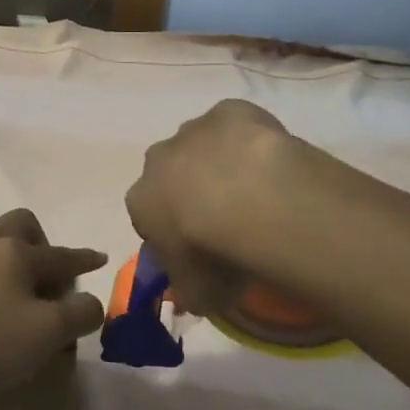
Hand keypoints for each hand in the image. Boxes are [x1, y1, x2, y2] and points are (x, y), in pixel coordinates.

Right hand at [124, 99, 303, 316]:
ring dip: (220, 163)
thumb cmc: (212, 253)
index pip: (148, 217)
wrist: (249, 200)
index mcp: (139, 200)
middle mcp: (157, 160)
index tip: (199, 250)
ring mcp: (192, 130)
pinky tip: (270, 162)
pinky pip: (235, 124)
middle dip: (191, 192)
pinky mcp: (228, 109)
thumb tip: (193, 299)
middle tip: (228, 219)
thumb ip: (191, 294)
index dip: (173, 234)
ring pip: (202, 146)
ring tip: (257, 192)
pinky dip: (248, 139)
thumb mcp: (197, 292)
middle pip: (171, 175)